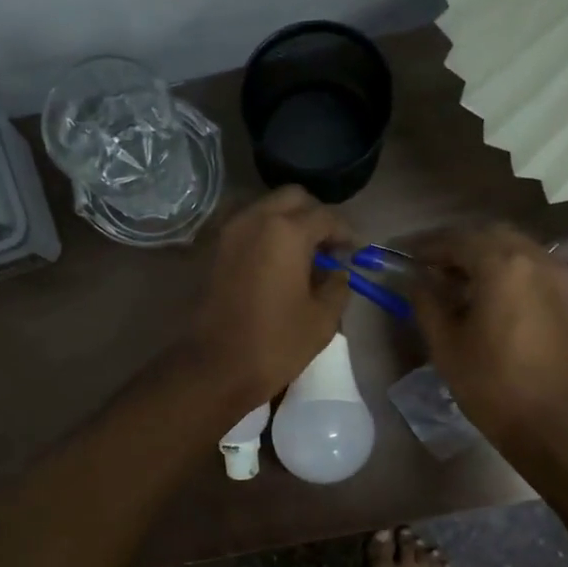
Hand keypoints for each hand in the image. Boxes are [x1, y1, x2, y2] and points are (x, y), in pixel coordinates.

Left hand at [183, 187, 355, 410]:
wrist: (213, 368)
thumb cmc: (274, 344)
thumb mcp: (322, 319)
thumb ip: (337, 286)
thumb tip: (336, 272)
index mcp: (286, 232)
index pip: (326, 216)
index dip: (345, 232)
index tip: (354, 252)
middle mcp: (254, 220)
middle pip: (292, 198)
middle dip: (315, 216)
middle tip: (328, 246)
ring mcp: (229, 233)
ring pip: (265, 209)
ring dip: (287, 222)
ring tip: (302, 254)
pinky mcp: (213, 251)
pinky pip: (246, 228)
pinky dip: (264, 235)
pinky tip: (276, 263)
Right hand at [407, 223, 567, 454]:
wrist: (558, 427)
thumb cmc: (494, 386)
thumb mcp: (447, 345)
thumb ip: (427, 303)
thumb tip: (415, 280)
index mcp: (503, 265)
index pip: (458, 240)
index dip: (428, 247)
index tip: (406, 258)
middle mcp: (537, 259)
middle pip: (491, 236)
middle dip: (458, 247)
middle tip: (431, 269)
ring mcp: (561, 277)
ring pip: (516, 249)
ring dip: (485, 257)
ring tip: (459, 284)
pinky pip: (534, 268)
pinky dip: (508, 271)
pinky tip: (491, 299)